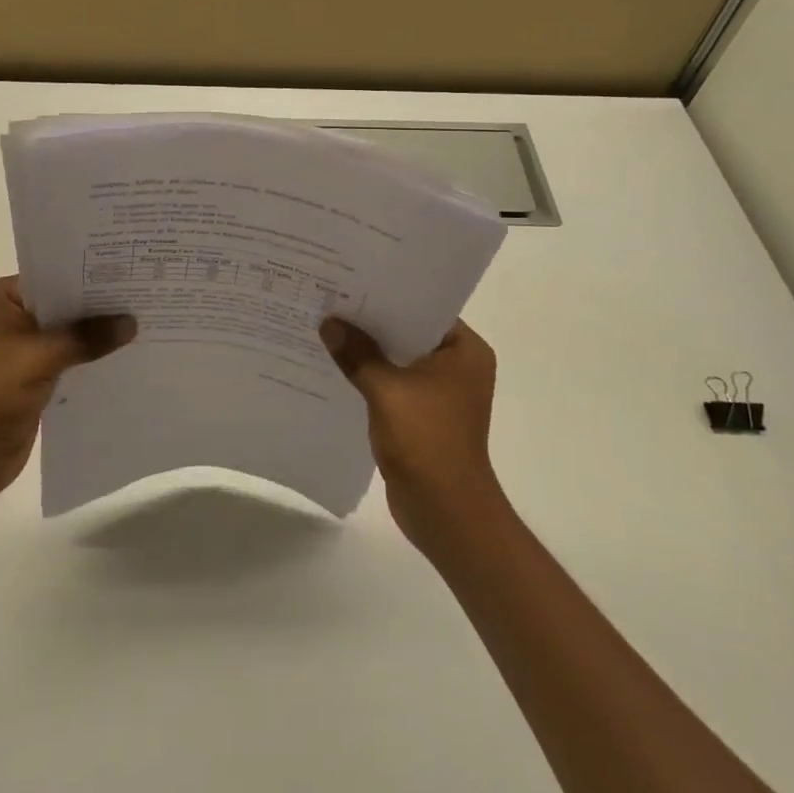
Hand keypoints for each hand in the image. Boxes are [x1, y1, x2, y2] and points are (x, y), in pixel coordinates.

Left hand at [0, 277, 135, 505]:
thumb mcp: (40, 356)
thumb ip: (87, 337)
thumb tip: (132, 322)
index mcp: (2, 299)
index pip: (54, 275)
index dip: (91, 274)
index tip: (131, 269)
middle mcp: (13, 318)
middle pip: (66, 304)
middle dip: (101, 305)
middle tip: (147, 293)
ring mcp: (24, 350)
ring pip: (71, 334)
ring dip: (100, 334)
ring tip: (147, 321)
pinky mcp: (36, 379)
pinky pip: (73, 360)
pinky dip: (94, 359)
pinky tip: (129, 355)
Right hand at [320, 318, 505, 550]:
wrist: (444, 512)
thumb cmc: (426, 441)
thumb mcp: (387, 390)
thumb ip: (358, 354)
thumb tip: (328, 323)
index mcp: (465, 350)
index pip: (425, 308)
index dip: (390, 295)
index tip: (354, 280)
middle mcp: (458, 366)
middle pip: (409, 332)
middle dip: (373, 322)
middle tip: (334, 299)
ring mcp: (442, 393)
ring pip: (399, 359)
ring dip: (369, 351)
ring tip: (328, 327)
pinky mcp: (424, 415)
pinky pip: (394, 384)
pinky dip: (371, 377)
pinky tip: (337, 367)